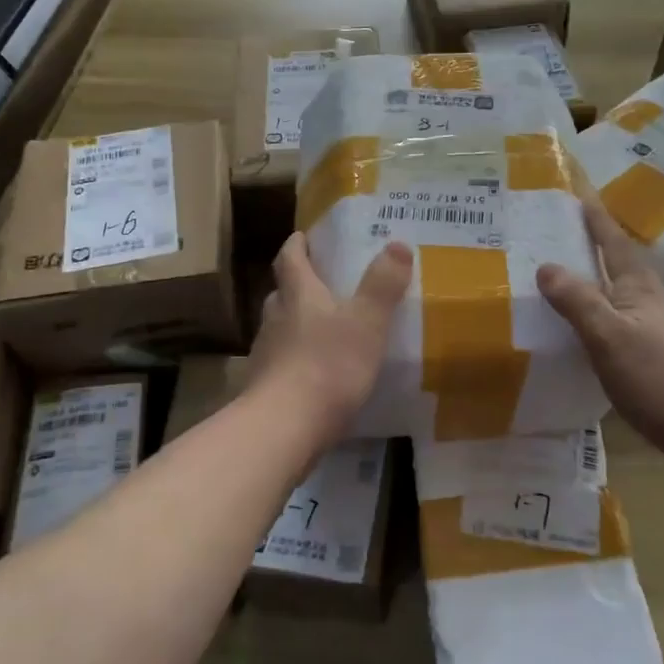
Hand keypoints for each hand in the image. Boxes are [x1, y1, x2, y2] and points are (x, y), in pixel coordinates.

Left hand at [250, 235, 412, 445]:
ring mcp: (266, 354)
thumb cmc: (328, 365)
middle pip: (283, 292)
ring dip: (297, 323)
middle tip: (322, 283)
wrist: (284, 427)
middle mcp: (276, 318)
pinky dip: (298, 359)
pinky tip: (318, 372)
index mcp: (298, 294)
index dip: (297, 244)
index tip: (303, 236)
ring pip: (280, 328)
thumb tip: (398, 244)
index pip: (290, 258)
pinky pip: (283, 362)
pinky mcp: (265, 387)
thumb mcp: (367, 321)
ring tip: (325, 329)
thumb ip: (382, 284)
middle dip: (299, 284)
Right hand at [537, 198, 663, 491]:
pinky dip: (588, 311)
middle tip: (552, 227)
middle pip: (612, 260)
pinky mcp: (645, 354)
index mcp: (636, 286)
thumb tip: (545, 266)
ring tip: (553, 271)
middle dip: (587, 241)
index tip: (575, 188)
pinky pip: (608, 319)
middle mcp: (644, 299)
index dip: (593, 214)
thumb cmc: (656, 376)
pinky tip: (571, 325)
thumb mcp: (608, 335)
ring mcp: (647, 327)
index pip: (611, 239)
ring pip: (610, 290)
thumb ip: (576, 300)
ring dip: (586, 276)